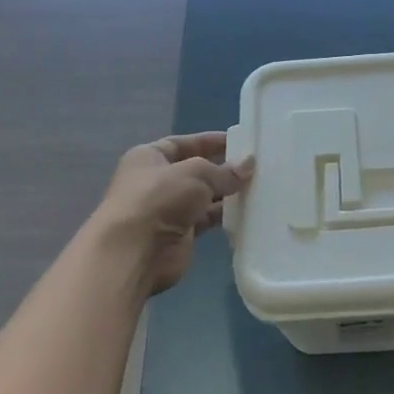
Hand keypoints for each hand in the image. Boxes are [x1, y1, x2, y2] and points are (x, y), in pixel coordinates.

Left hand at [90, 134, 253, 294]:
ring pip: (203, 196)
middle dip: (223, 169)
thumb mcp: (196, 173)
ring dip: (226, 193)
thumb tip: (248, 165)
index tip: (240, 142)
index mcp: (149, 157)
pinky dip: (224, 216)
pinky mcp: (180, 234)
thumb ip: (224, 171)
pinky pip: (206, 220)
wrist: (135, 251)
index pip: (183, 143)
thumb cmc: (159, 198)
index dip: (210, 141)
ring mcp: (167, 209)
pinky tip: (248, 211)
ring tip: (258, 187)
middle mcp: (156, 181)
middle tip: (256, 167)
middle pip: (195, 170)